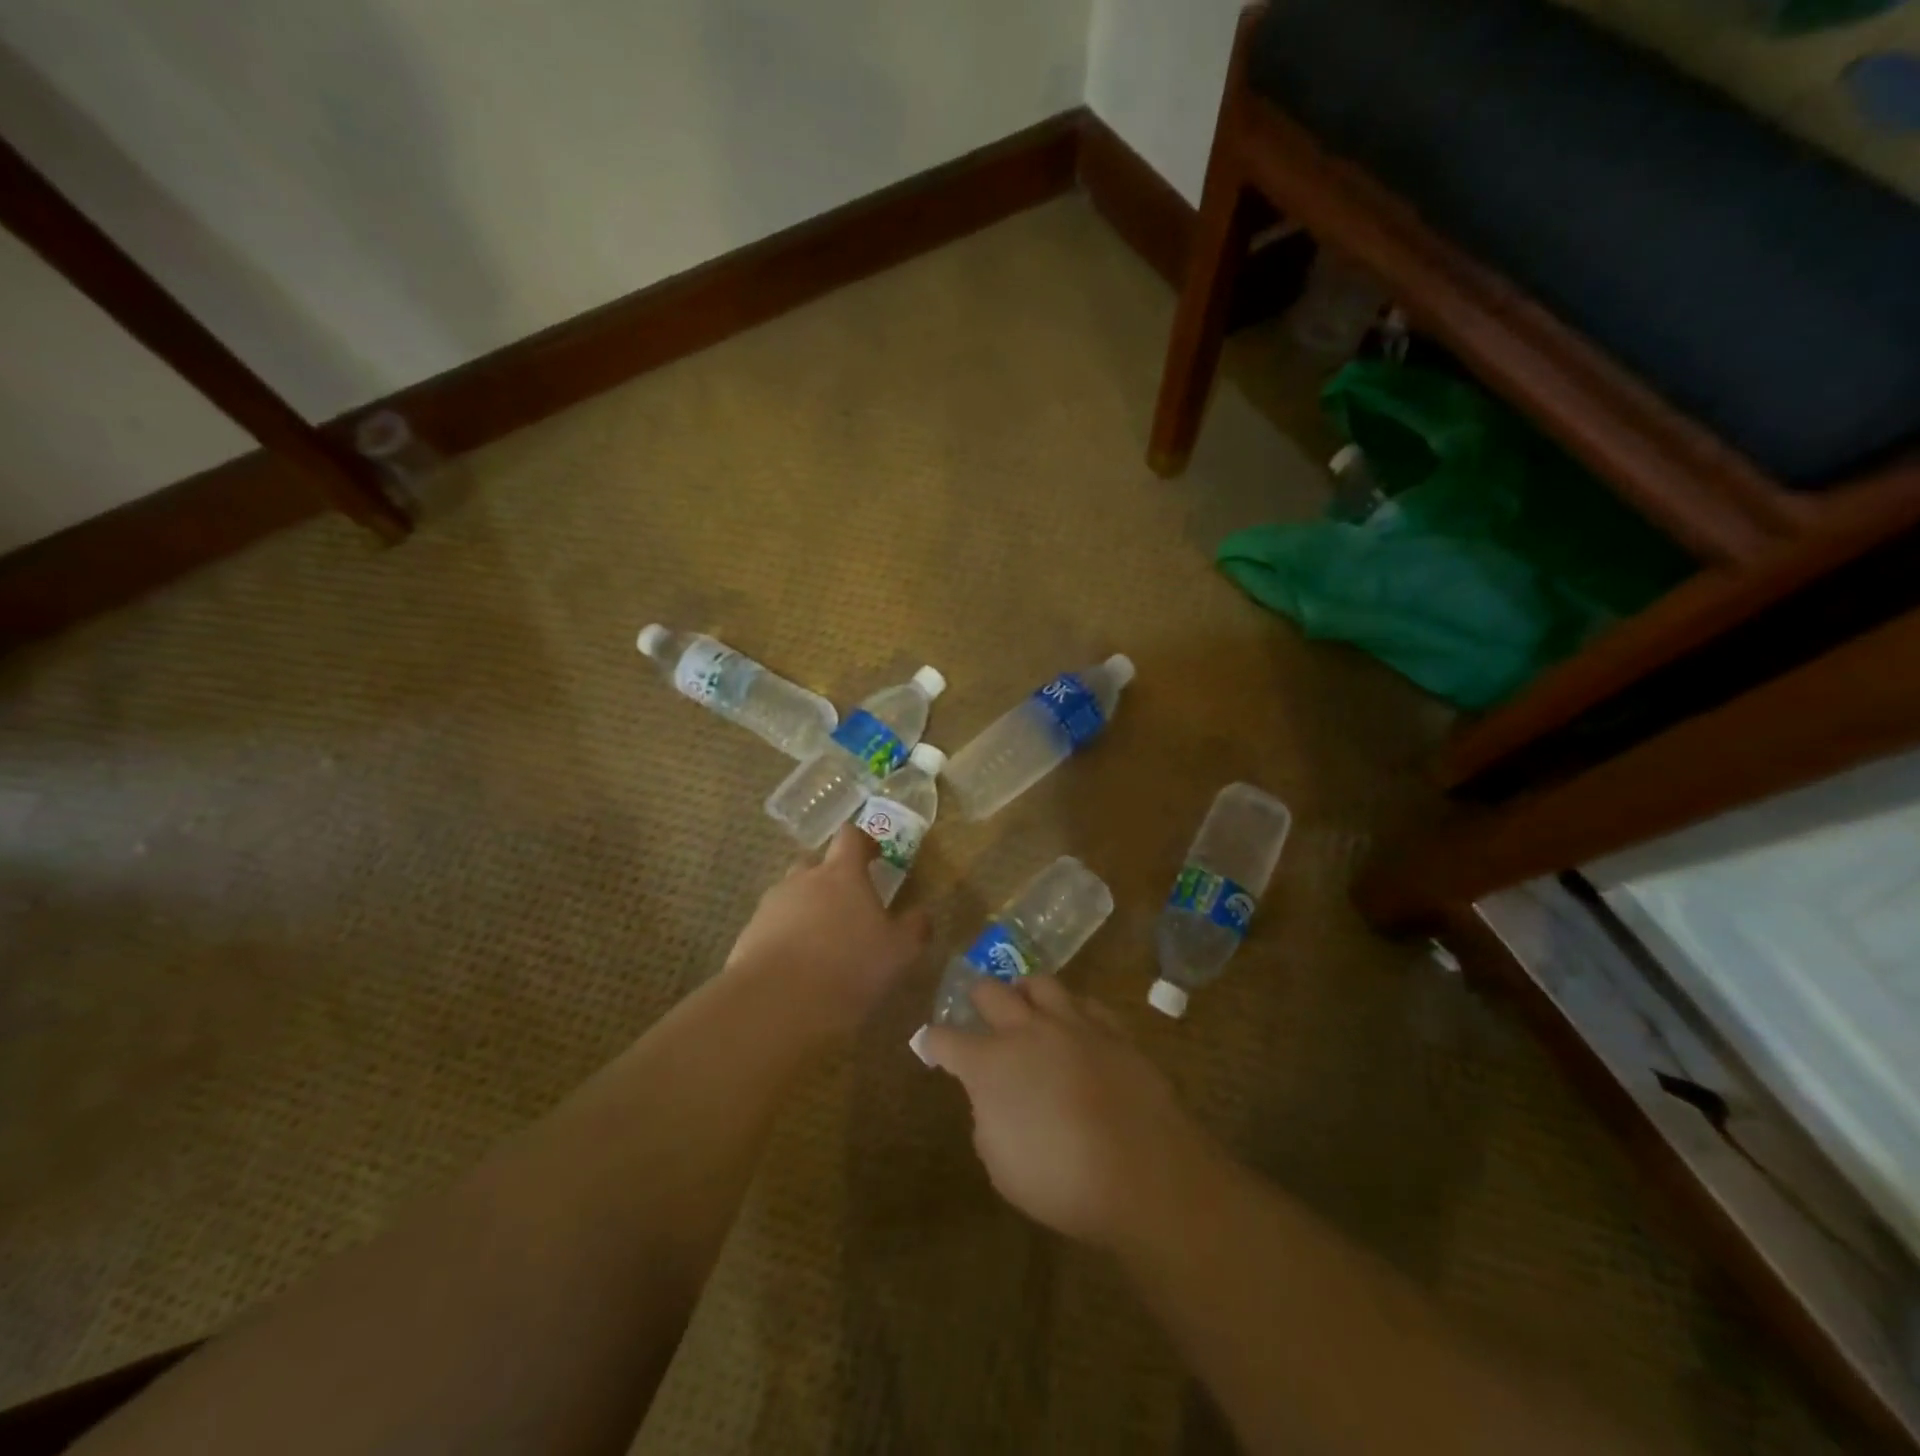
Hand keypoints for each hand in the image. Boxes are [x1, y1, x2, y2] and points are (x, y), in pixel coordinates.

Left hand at [725, 825, 931, 1041]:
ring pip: (791, 896)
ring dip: (806, 910)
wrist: (775, 1004)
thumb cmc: (849, 968)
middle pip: (815, 864)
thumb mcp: (899, 952)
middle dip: (830, 878)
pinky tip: (796, 968)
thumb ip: (914, 928)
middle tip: (848, 905)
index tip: (875, 857)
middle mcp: (803, 880)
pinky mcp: (748, 935)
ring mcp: (771, 906)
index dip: (863, 842)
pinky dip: (784, 938)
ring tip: (821, 943)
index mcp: (842, 874)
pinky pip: (771, 926)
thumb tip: (922, 914)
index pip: (850, 837)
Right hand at [921, 978, 1221, 1250]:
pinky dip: (1074, 1010)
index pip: (946, 1039)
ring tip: (1025, 1001)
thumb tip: (995, 1098)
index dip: (933, 1041)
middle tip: (976, 1006)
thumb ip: (988, 1120)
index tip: (928, 1043)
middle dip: (976, 997)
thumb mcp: (1001, 1165)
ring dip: (1025, 991)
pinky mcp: (1112, 1030)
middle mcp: (1026, 1030)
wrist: (1143, 1172)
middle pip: (990, 992)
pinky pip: (1086, 1004)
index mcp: (990, 1063)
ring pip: (1040, 983)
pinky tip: (1076, 1024)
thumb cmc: (1061, 1181)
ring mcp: (1073, 1023)